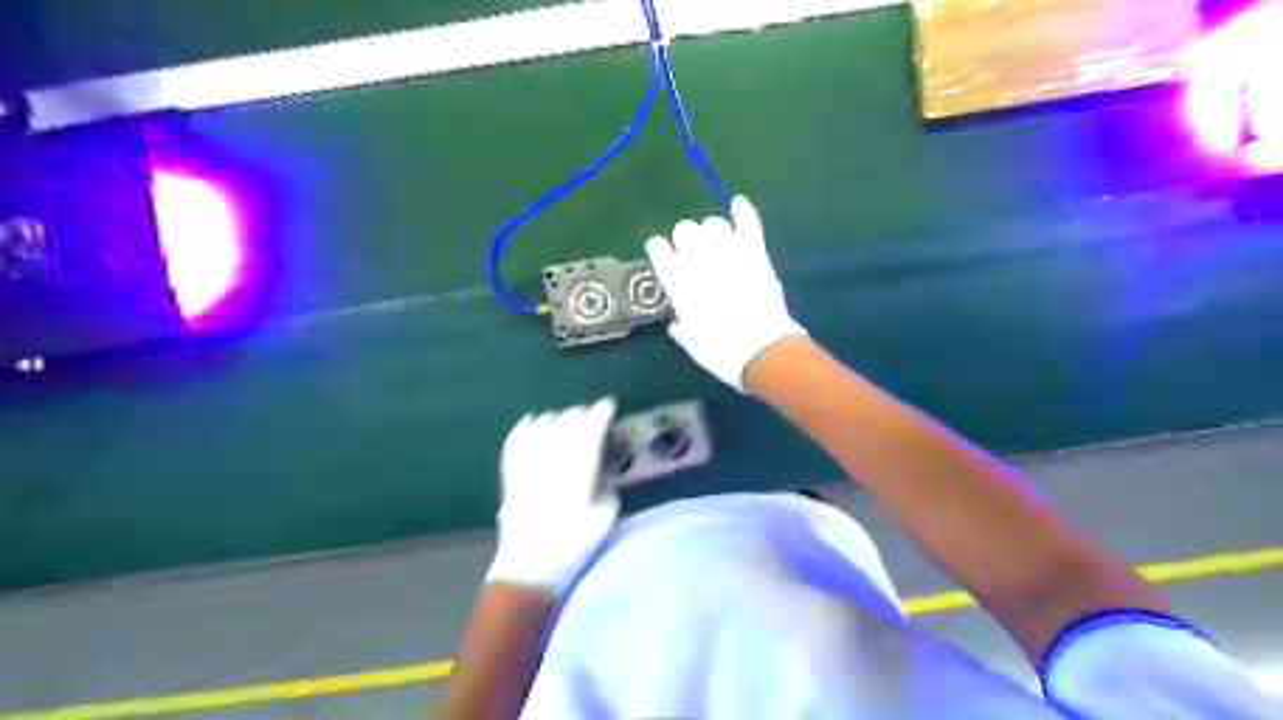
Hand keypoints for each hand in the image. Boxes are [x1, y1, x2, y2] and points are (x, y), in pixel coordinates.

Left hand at [485, 399, 620, 596]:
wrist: (528, 566)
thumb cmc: (572, 546)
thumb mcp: (604, 519)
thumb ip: (607, 490)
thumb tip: (604, 477)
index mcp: (577, 470)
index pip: (590, 429)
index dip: (600, 413)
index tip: (608, 406)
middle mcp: (552, 460)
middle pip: (567, 421)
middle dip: (581, 415)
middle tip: (590, 419)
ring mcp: (528, 464)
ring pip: (542, 425)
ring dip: (557, 420)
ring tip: (565, 424)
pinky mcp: (511, 473)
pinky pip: (516, 439)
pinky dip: (525, 427)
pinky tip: (532, 423)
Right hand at [648, 193, 803, 389]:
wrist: (761, 350)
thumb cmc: (720, 351)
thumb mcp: (691, 343)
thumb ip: (681, 327)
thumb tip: (676, 323)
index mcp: (677, 280)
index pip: (658, 247)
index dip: (659, 250)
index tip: (663, 256)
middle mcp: (698, 259)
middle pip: (685, 229)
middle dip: (685, 239)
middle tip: (693, 254)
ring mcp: (728, 252)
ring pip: (713, 223)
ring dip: (712, 231)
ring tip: (716, 244)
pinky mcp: (755, 252)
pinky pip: (748, 222)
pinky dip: (743, 211)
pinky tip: (738, 203)